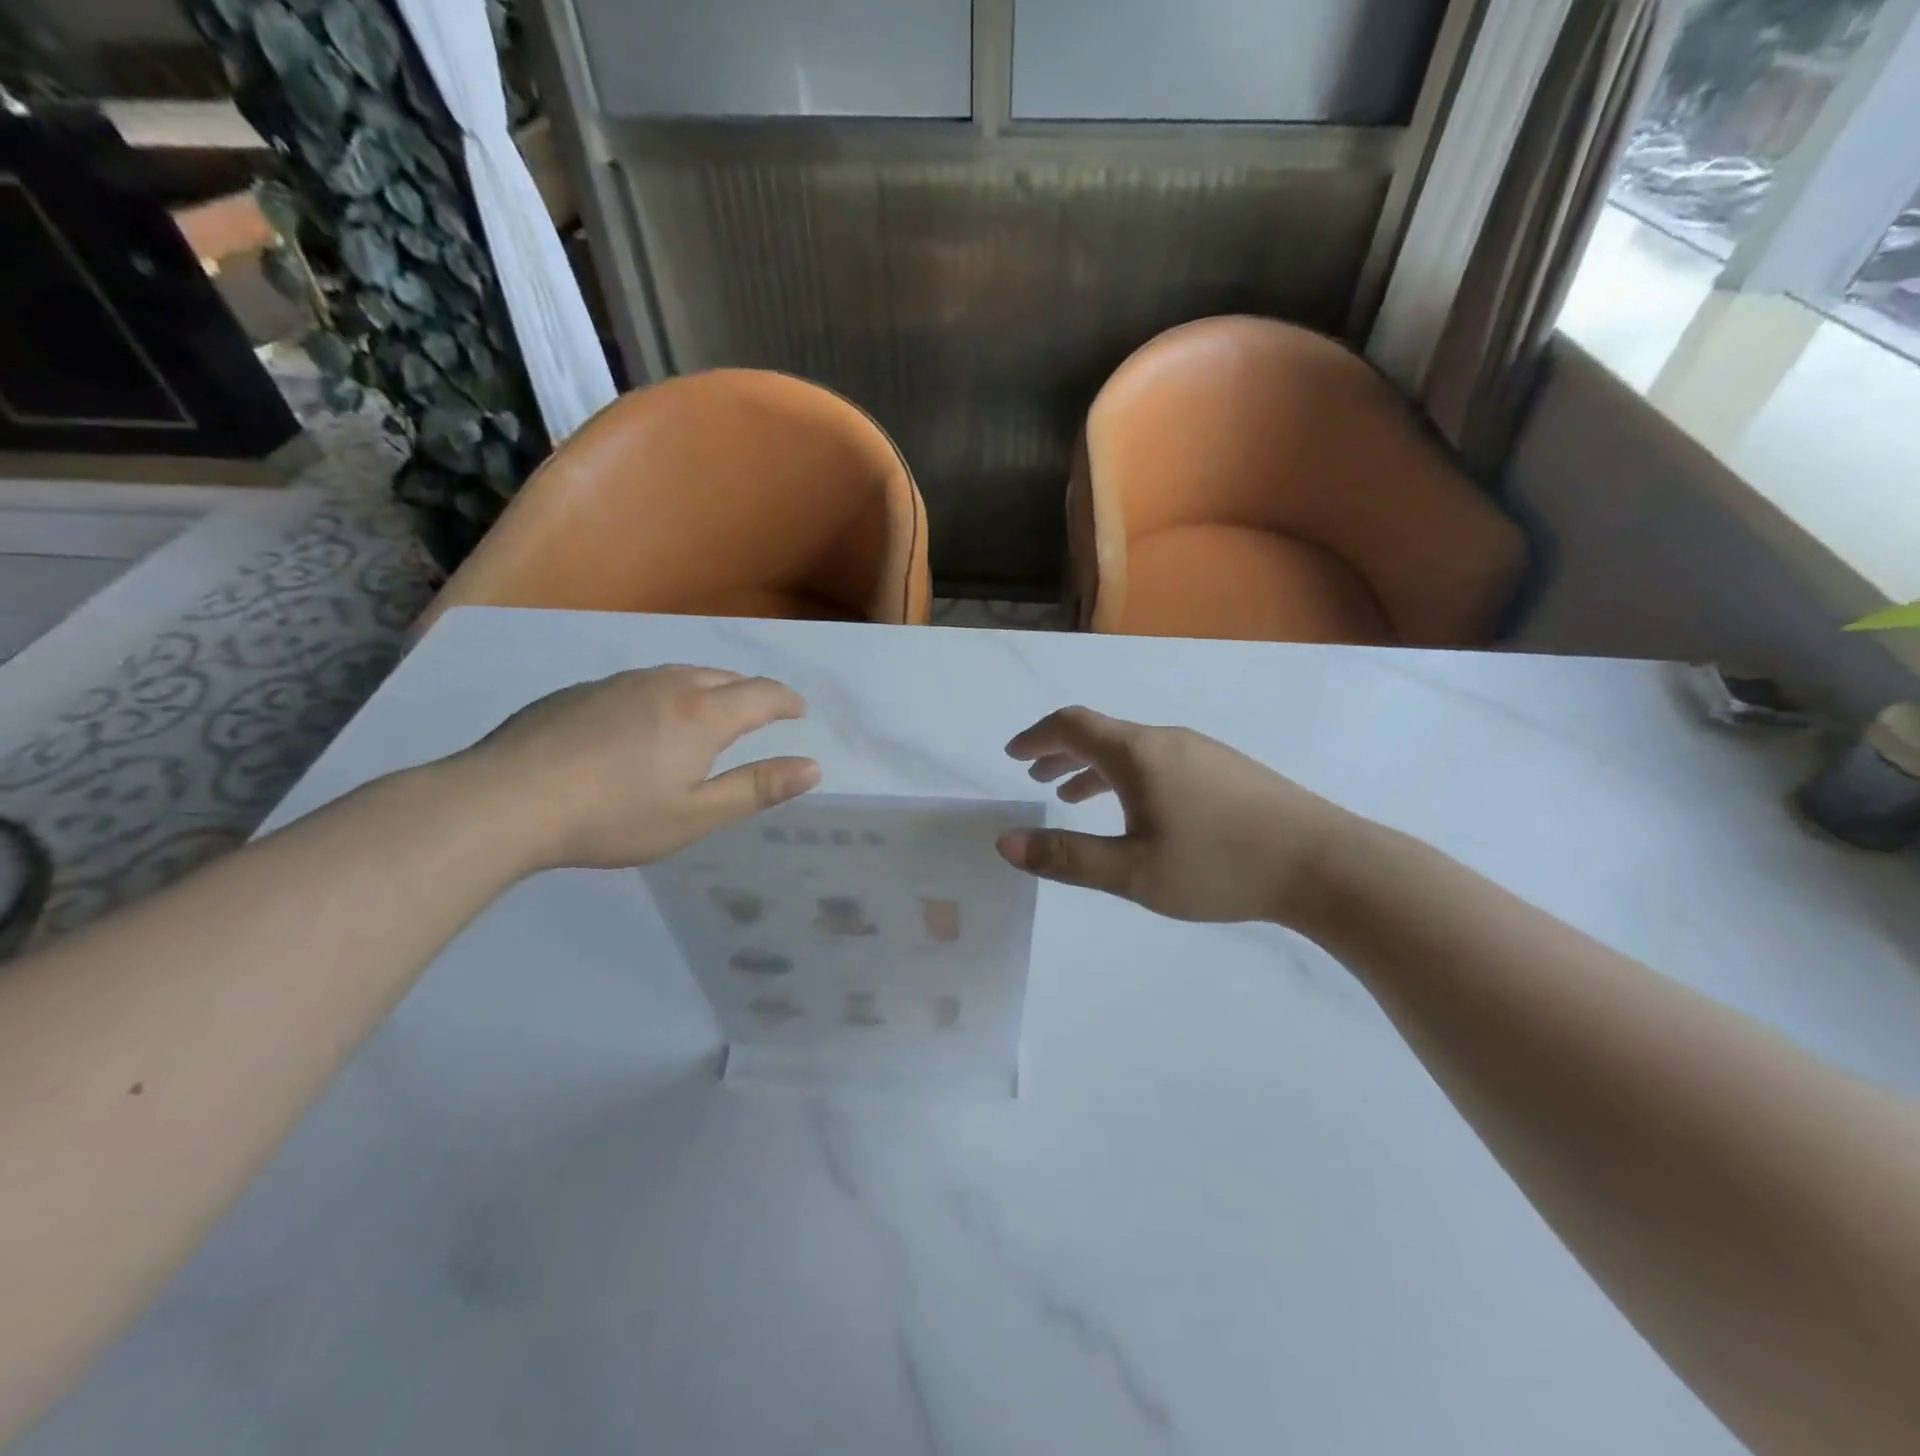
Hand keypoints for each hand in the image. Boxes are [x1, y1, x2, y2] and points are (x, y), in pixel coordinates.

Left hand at [458, 666, 820, 870]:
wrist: (506, 800)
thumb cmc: (614, 816)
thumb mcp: (696, 815)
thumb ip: (757, 789)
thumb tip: (813, 767)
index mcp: (703, 715)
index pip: (762, 694)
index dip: (786, 701)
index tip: (799, 711)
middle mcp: (667, 685)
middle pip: (723, 677)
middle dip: (751, 692)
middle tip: (761, 713)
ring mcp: (620, 683)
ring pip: (680, 675)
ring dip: (708, 689)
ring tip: (710, 713)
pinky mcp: (582, 691)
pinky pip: (642, 683)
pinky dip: (665, 695)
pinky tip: (645, 723)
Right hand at [996, 707, 1358, 926]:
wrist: (1325, 864)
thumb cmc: (1219, 866)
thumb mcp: (1132, 871)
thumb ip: (1066, 857)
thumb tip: (1005, 842)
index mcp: (1137, 754)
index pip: (1071, 726)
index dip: (1036, 738)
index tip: (1013, 756)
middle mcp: (1166, 740)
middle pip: (1101, 733)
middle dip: (1061, 752)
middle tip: (1036, 777)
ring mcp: (1202, 751)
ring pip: (1132, 749)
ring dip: (1094, 767)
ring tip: (1074, 796)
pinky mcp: (1227, 769)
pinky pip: (1159, 761)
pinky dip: (1127, 776)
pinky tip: (1138, 810)